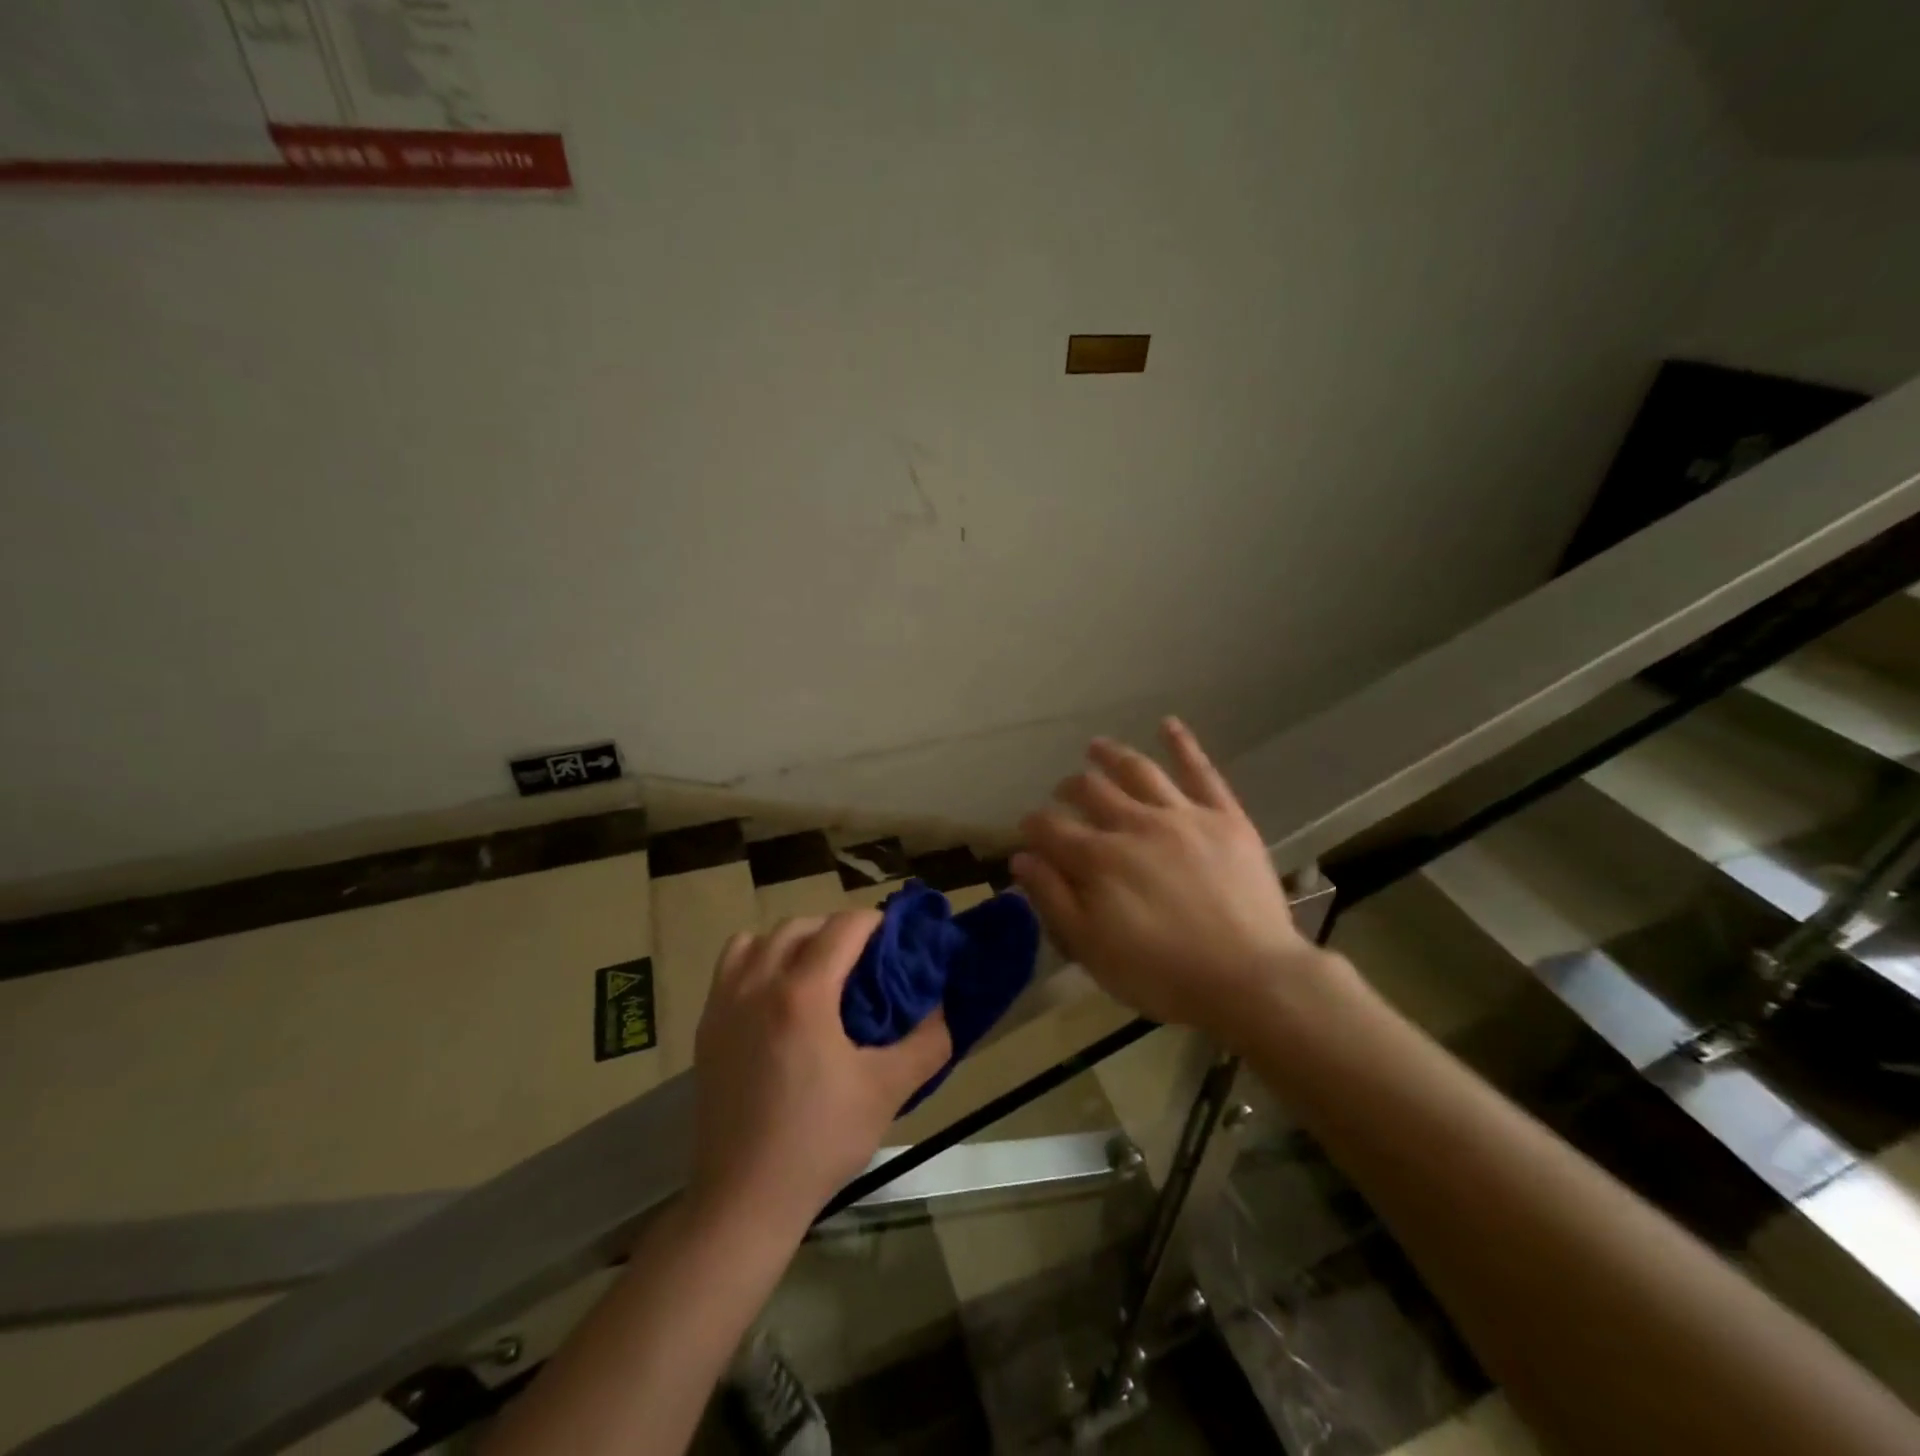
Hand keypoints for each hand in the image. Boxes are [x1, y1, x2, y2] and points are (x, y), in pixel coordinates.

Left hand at [690, 911, 951, 1229]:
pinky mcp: (707, 1025)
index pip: (844, 926)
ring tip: (816, 972)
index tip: (895, 940)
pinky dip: (758, 960)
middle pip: (802, 925)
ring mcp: (725, 1002)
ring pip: (761, 939)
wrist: (744, 1197)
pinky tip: (776, 997)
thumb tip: (945, 1008)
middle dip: (837, 930)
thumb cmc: (820, 1140)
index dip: (875, 923)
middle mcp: (759, 983)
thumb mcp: (888, 1091)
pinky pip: (731, 964)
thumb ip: (927, 1042)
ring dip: (794, 941)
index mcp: (804, 993)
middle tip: (864, 961)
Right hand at [1012, 718, 1331, 1049]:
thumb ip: (1053, 899)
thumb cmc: (1162, 973)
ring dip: (1111, 755)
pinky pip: (1200, 771)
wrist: (1250, 978)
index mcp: (1098, 858)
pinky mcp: (1223, 817)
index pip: (1051, 828)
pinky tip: (1168, 724)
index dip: (1033, 825)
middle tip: (1062, 792)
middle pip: (1090, 791)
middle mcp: (1134, 824)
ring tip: (1095, 746)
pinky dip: (1182, 744)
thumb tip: (1022, 858)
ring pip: (1137, 771)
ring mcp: (1181, 815)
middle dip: (1068, 789)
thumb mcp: (1092, 949)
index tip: (1028, 828)